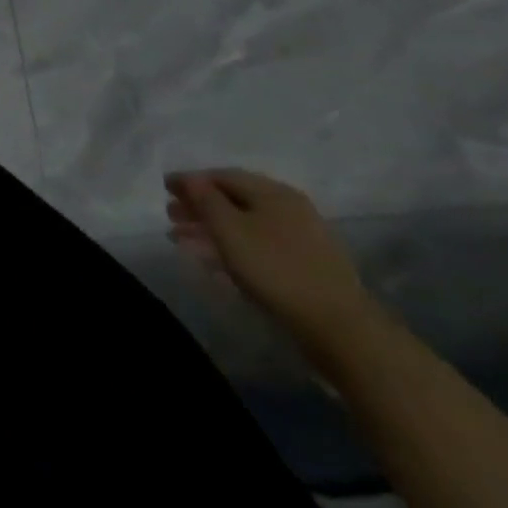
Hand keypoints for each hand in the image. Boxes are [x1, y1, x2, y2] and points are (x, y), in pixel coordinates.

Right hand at [165, 168, 376, 351]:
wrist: (342, 331)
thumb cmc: (277, 269)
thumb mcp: (229, 229)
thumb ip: (204, 198)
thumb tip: (187, 178)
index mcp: (272, 191)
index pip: (221, 176)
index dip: (190, 181)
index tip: (165, 190)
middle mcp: (289, 208)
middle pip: (234, 200)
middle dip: (200, 207)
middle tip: (172, 217)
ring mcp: (302, 239)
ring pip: (246, 226)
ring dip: (213, 230)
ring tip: (185, 242)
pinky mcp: (307, 268)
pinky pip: (260, 247)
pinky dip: (234, 249)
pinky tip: (218, 263)